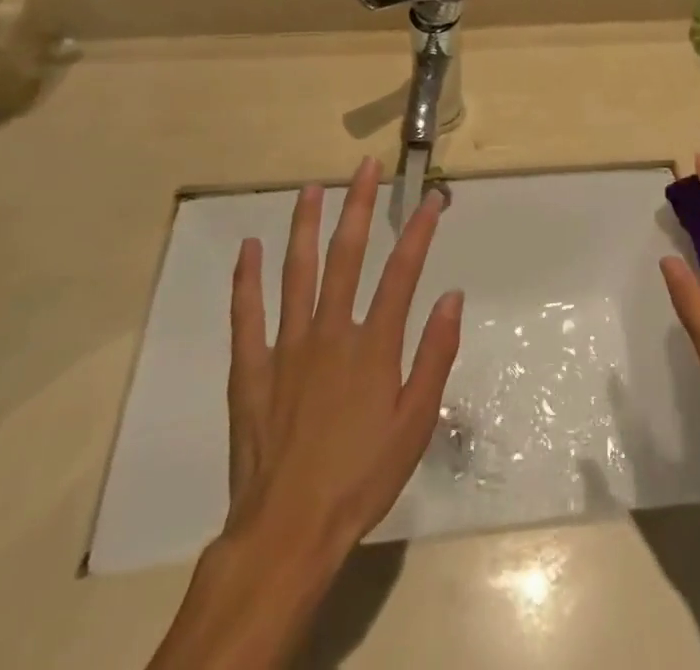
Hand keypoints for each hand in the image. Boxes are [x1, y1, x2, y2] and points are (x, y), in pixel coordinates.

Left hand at [225, 159, 462, 553]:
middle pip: (346, 255)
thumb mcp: (416, 422)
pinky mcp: (251, 368)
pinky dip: (247, 278)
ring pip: (297, 271)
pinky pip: (247, 314)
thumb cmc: (362, 477)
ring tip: (311, 187)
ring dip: (305, 225)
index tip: (433, 198)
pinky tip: (249, 247)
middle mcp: (331, 331)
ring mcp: (287, 345)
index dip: (420, 229)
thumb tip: (452, 296)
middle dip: (358, 205)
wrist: (288, 531)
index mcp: (373, 344)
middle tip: (365, 167)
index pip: (403, 271)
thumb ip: (435, 355)